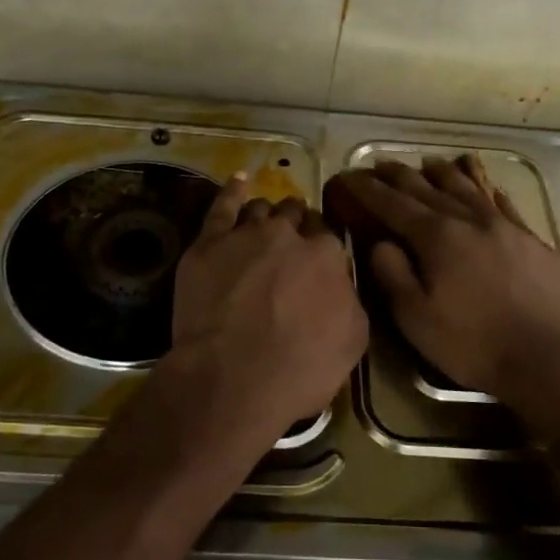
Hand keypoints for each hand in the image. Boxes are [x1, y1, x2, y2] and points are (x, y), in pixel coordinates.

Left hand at [163, 175, 367, 457]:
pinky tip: (239, 181)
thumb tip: (340, 285)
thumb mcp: (352, 341)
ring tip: (265, 225)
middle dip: (297, 225)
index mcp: (326, 256)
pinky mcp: (207, 244)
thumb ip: (349, 300)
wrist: (232, 379)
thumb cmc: (299, 369)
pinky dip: (233, 191)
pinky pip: (222, 206)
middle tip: (292, 246)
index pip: (328, 237)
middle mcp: (288, 235)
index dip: (322, 248)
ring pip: (260, 210)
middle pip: (295, 216)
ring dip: (267, 216)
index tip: (317, 261)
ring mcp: (245, 235)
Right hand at [333, 157, 559, 398]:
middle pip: (429, 188)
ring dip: (444, 173)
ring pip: (469, 188)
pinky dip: (489, 191)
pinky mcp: (533, 241)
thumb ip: (392, 273)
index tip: (350, 176)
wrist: (547, 357)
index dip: (368, 189)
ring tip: (429, 163)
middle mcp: (470, 220)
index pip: (393, 204)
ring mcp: (506, 226)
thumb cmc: (471, 342)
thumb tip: (380, 242)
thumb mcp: (415, 317)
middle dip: (400, 175)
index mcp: (437, 237)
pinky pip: (505, 204)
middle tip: (381, 164)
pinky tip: (486, 188)